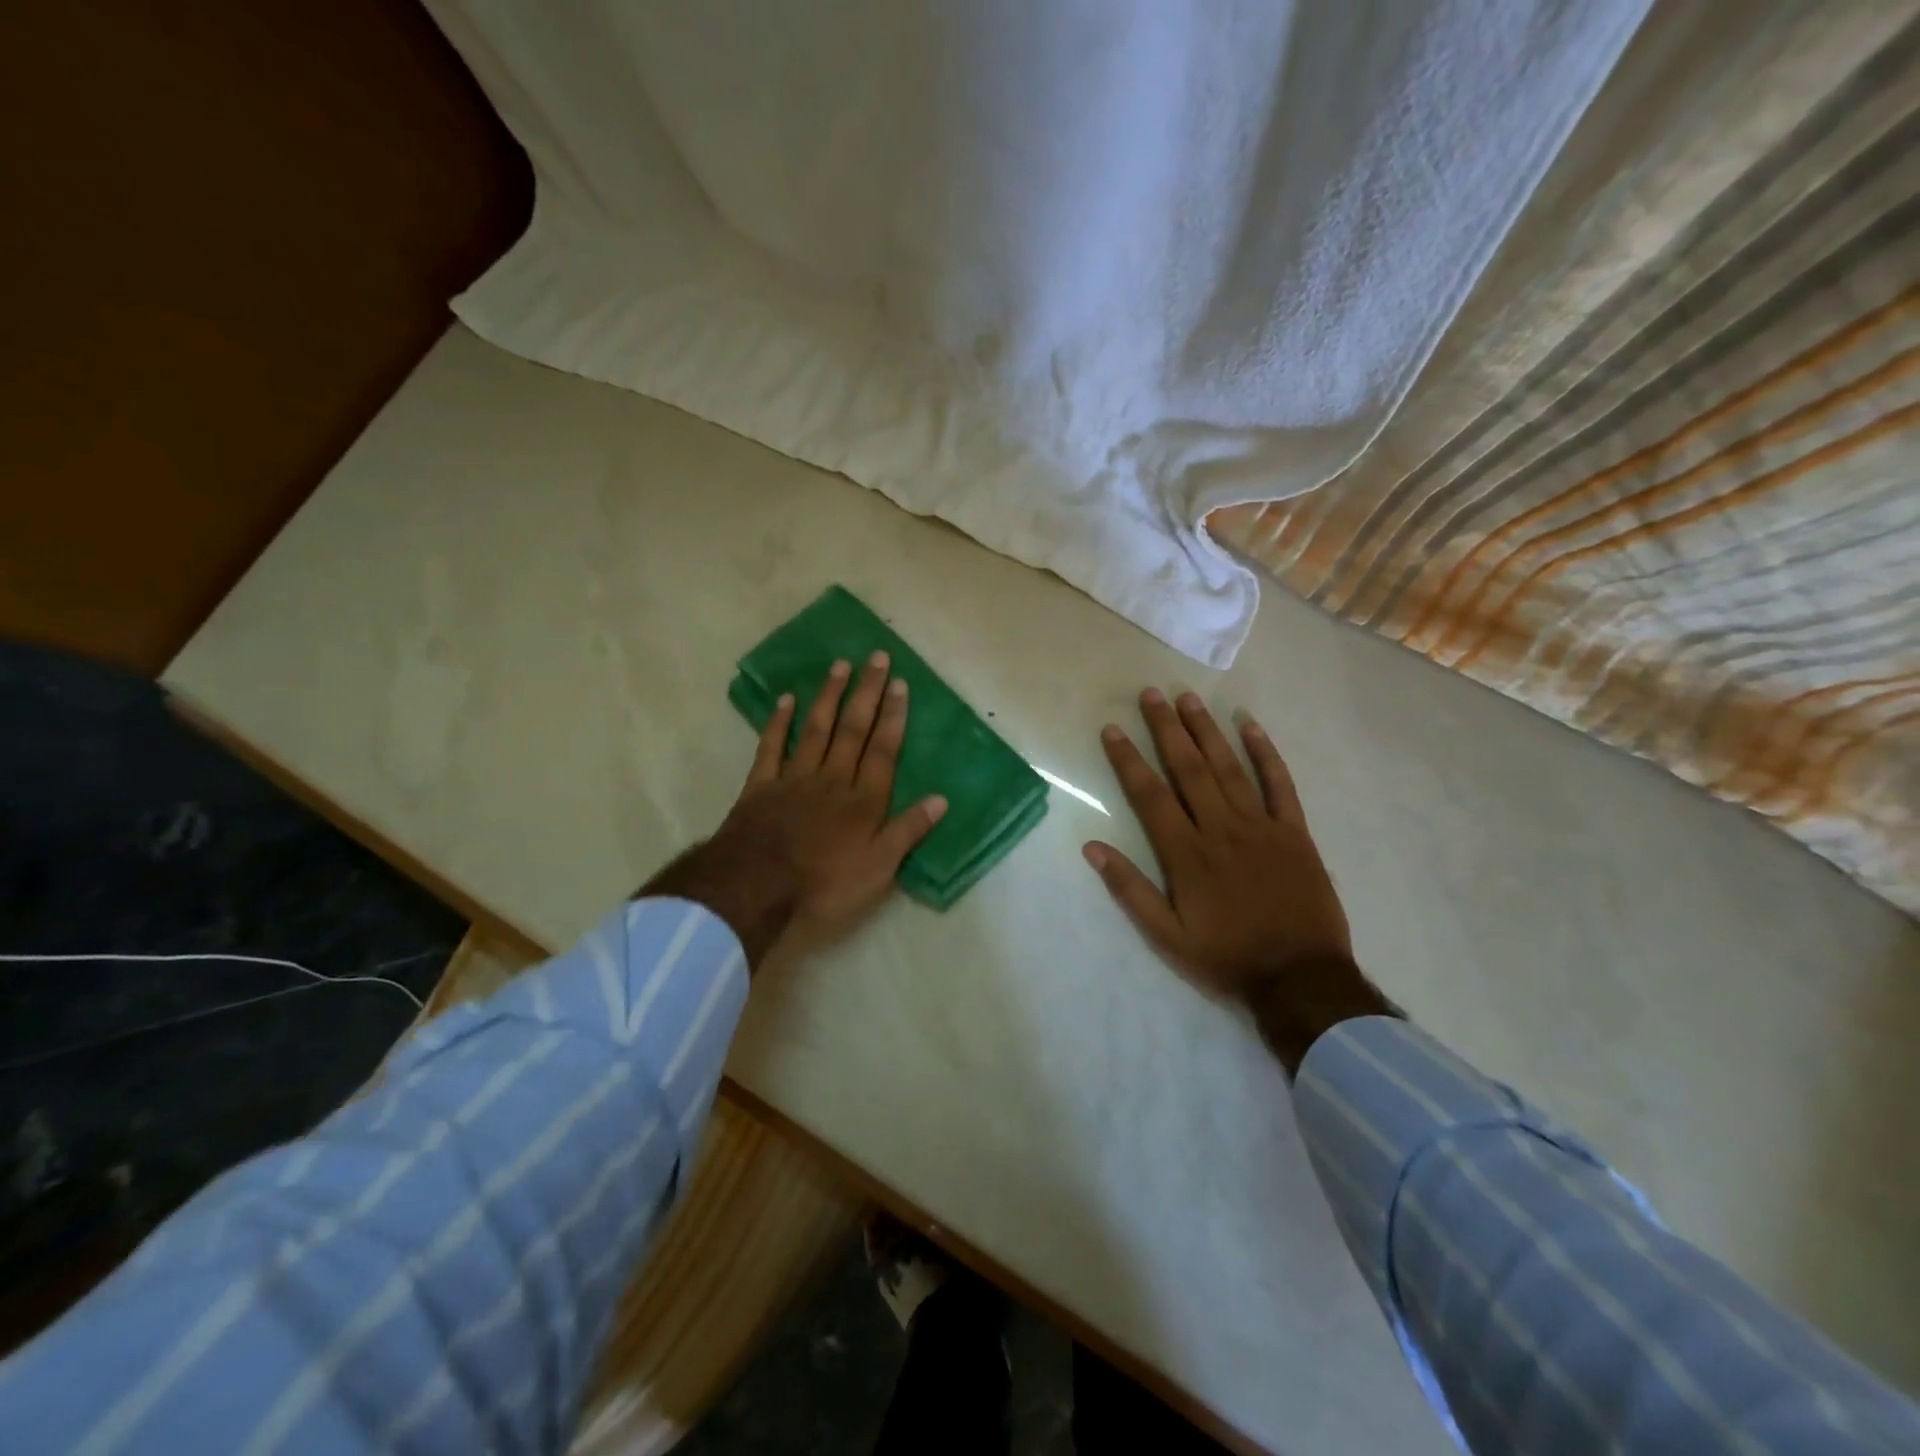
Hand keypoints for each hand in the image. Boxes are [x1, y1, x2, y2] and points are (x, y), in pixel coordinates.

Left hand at [645, 651, 946, 966]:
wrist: (755, 886)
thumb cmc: (824, 883)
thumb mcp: (878, 868)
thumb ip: (908, 831)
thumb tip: (941, 799)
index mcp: (863, 800)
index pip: (883, 750)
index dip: (893, 717)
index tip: (899, 683)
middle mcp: (832, 779)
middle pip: (853, 729)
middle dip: (866, 692)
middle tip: (876, 657)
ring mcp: (795, 778)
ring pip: (816, 729)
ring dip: (830, 696)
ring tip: (840, 665)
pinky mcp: (761, 785)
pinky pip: (772, 747)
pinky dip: (779, 722)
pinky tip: (787, 699)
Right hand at [1083, 688, 1392, 1074]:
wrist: (1301, 979)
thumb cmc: (1226, 958)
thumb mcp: (1166, 936)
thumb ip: (1129, 890)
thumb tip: (1092, 848)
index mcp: (1186, 854)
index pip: (1150, 795)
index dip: (1128, 759)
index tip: (1112, 729)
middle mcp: (1220, 829)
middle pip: (1188, 768)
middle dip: (1166, 729)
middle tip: (1150, 694)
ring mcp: (1260, 826)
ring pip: (1229, 767)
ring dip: (1206, 731)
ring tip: (1188, 699)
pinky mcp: (1294, 832)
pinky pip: (1279, 784)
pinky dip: (1266, 753)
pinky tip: (1250, 725)